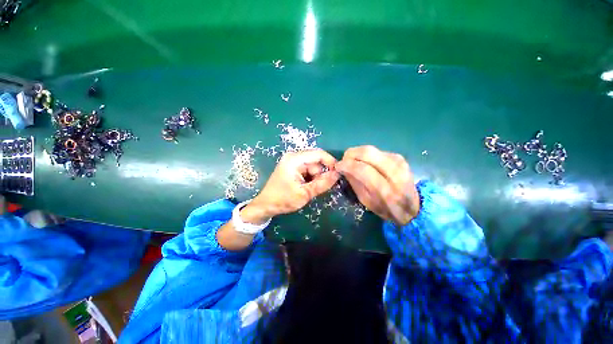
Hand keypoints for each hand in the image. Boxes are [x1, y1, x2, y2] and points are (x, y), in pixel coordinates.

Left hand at [250, 149, 339, 218]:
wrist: (266, 205)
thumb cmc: (283, 199)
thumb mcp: (304, 194)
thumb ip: (322, 184)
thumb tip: (337, 174)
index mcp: (294, 159)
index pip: (318, 154)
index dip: (330, 162)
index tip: (338, 174)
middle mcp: (294, 157)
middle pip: (316, 161)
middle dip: (321, 174)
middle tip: (319, 188)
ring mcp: (293, 162)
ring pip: (313, 167)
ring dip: (315, 178)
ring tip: (309, 190)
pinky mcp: (293, 168)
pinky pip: (308, 170)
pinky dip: (311, 179)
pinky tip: (306, 188)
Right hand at [335, 145, 419, 225]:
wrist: (412, 206)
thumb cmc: (385, 208)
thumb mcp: (366, 201)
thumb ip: (354, 183)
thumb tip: (343, 167)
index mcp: (385, 191)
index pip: (362, 170)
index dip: (347, 165)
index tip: (338, 166)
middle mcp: (394, 173)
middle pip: (368, 153)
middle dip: (351, 154)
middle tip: (344, 160)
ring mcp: (399, 162)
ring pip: (372, 149)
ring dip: (358, 153)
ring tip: (352, 161)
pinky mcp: (399, 157)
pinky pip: (377, 151)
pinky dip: (367, 155)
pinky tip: (365, 162)